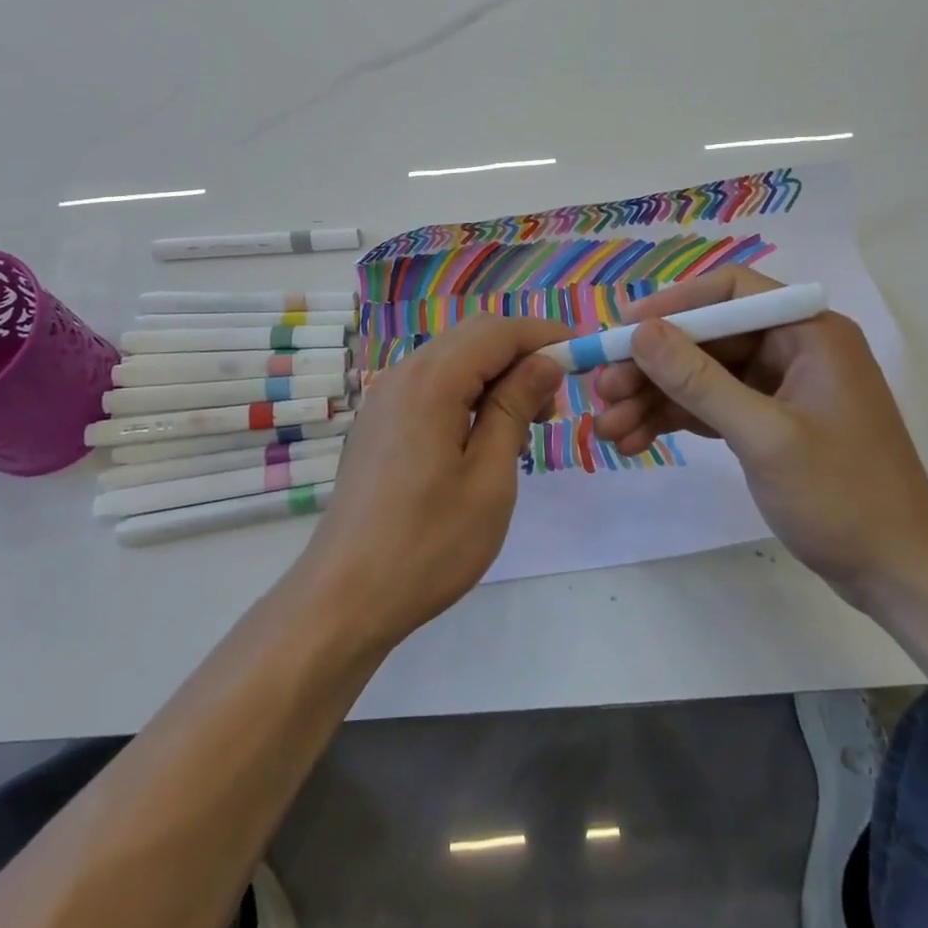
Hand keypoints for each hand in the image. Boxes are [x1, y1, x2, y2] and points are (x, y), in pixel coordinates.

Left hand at [296, 313, 569, 652]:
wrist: (345, 596)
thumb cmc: (428, 544)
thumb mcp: (489, 477)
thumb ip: (515, 408)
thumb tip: (545, 362)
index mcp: (432, 381)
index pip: (498, 332)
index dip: (544, 335)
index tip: (582, 355)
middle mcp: (403, 374)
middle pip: (473, 337)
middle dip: (520, 353)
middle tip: (554, 400)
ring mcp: (385, 397)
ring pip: (452, 359)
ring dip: (494, 374)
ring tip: (524, 426)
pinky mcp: (379, 422)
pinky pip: (431, 385)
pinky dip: (466, 392)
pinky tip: (482, 437)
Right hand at [592, 267, 927, 603]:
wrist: (900, 576)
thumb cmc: (843, 496)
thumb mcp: (764, 436)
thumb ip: (699, 381)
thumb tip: (640, 332)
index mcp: (808, 333)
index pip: (730, 293)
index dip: (672, 305)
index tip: (623, 329)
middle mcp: (793, 349)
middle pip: (706, 339)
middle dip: (652, 366)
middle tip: (601, 392)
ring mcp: (780, 387)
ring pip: (702, 376)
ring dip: (654, 399)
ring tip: (606, 428)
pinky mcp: (769, 422)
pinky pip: (711, 407)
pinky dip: (674, 421)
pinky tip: (634, 440)